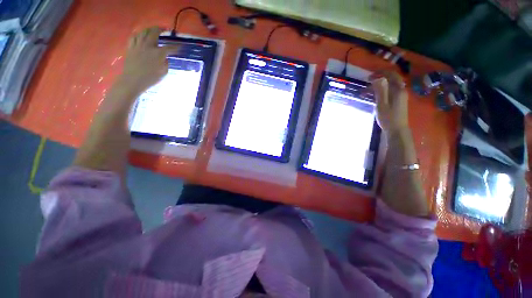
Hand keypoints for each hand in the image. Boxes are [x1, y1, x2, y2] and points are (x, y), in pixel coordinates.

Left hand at [117, 27, 177, 95]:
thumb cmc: (150, 79)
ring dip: (149, 29)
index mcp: (158, 53)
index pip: (169, 48)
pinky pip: (134, 36)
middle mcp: (148, 46)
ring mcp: (138, 45)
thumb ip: (165, 63)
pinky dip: (138, 34)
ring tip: (152, 30)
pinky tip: (140, 36)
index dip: (176, 47)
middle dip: (160, 29)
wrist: (133, 80)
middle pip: (154, 32)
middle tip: (164, 30)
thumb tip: (165, 58)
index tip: (180, 46)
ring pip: (143, 32)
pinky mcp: (130, 47)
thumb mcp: (163, 73)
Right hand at [371, 71, 408, 133]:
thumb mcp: (381, 105)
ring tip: (369, 89)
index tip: (369, 76)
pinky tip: (376, 95)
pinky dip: (383, 89)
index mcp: (398, 90)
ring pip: (391, 85)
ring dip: (380, 84)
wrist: (397, 130)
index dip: (381, 72)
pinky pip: (391, 90)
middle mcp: (401, 90)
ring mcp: (401, 96)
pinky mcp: (399, 101)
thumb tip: (378, 78)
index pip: (391, 75)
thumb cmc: (388, 118)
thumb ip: (380, 91)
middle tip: (368, 80)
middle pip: (392, 79)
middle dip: (380, 77)